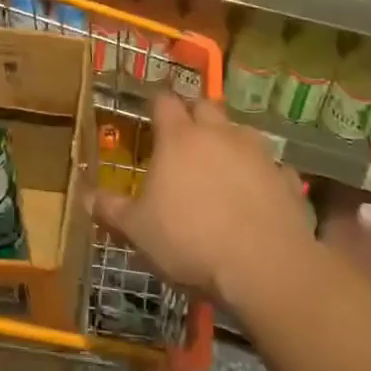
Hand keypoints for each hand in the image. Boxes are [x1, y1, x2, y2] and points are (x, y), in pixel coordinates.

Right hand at [94, 93, 314, 309]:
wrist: (265, 269)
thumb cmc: (189, 241)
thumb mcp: (137, 230)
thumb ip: (110, 209)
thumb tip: (83, 195)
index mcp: (178, 138)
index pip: (163, 102)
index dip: (156, 105)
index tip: (149, 114)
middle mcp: (218, 134)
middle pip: (205, 106)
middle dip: (194, 114)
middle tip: (184, 137)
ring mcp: (257, 153)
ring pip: (241, 130)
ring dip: (230, 140)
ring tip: (222, 163)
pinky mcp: (287, 178)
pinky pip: (272, 166)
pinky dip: (263, 173)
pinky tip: (258, 194)